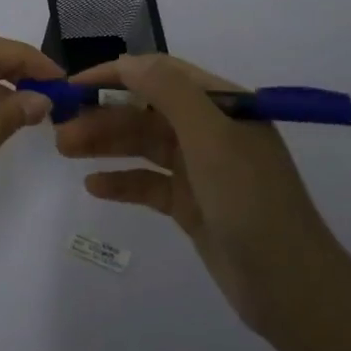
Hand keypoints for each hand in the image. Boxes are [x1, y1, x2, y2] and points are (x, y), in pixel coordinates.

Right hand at [56, 53, 343, 345]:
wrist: (290, 288)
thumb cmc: (251, 201)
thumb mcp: (212, 138)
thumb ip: (169, 93)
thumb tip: (127, 61)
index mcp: (224, 105)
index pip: (162, 74)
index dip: (117, 75)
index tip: (75, 85)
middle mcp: (212, 130)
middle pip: (147, 111)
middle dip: (105, 115)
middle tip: (60, 129)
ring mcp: (202, 169)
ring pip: (144, 145)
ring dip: (106, 145)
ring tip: (64, 150)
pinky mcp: (192, 204)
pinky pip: (150, 184)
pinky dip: (123, 182)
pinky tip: (94, 186)